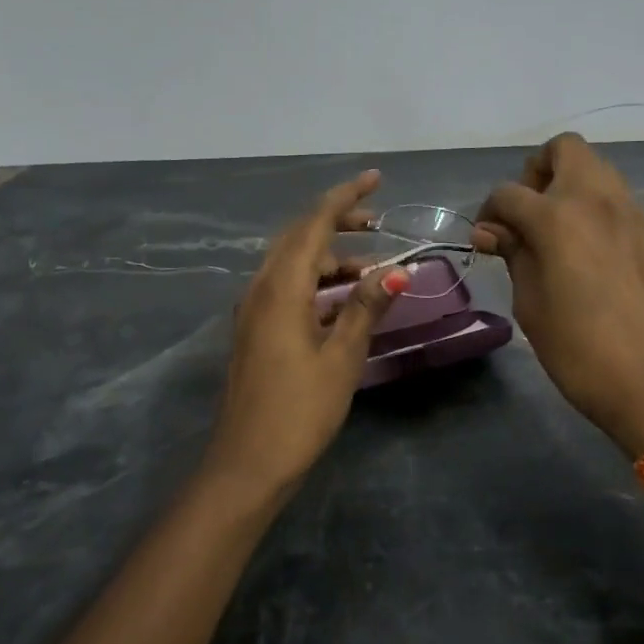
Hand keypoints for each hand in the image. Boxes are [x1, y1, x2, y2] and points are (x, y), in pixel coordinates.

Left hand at [208, 170, 410, 490]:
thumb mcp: (341, 357)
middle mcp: (261, 289)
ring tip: (372, 268)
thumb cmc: (299, 411)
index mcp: (281, 289)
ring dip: (329, 256)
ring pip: (292, 263)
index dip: (345, 197)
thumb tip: (398, 268)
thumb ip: (365, 307)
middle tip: (377, 222)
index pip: (314, 224)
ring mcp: (253, 310)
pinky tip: (342, 300)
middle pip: (299, 237)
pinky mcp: (255, 331)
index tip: (376, 178)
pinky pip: (287, 287)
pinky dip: (316, 281)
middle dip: (337, 221)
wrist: (246, 465)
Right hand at [474, 133, 643, 456]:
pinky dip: (604, 216)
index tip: (489, 238)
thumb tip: (491, 231)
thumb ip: (513, 254)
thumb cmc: (577, 348)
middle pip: (565, 149)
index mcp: (557, 216)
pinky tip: (601, 258)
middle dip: (539, 171)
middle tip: (532, 213)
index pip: (509, 192)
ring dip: (574, 189)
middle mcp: (599, 200)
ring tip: (565, 233)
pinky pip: (625, 207)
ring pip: (600, 173)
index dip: (490, 212)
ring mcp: (637, 214)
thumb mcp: (530, 302)